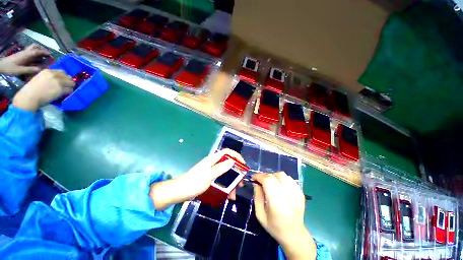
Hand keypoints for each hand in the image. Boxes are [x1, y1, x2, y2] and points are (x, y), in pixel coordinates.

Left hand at [0, 44, 50, 74]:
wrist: (1, 65)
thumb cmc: (10, 68)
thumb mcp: (20, 70)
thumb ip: (29, 69)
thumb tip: (40, 69)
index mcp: (26, 55)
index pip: (37, 51)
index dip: (44, 52)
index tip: (51, 54)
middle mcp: (25, 52)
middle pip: (35, 46)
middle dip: (42, 48)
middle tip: (47, 53)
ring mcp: (23, 53)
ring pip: (33, 47)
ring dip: (39, 49)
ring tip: (43, 54)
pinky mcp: (22, 55)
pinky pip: (30, 51)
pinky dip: (35, 52)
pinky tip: (36, 57)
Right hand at [12, 69, 74, 111]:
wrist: (30, 96)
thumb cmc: (32, 89)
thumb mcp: (40, 78)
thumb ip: (48, 77)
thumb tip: (57, 79)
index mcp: (48, 71)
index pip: (62, 72)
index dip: (64, 77)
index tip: (63, 81)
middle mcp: (54, 75)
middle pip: (68, 77)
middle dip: (68, 81)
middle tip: (66, 86)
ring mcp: (58, 82)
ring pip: (71, 83)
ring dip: (70, 86)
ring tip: (66, 90)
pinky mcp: (61, 89)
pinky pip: (70, 90)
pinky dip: (69, 92)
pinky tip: (66, 94)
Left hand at [149, 149, 244, 209]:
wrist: (179, 192)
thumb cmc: (193, 183)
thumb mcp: (208, 175)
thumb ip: (220, 168)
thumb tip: (233, 161)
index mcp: (213, 160)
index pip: (227, 152)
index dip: (236, 155)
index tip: (243, 165)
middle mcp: (213, 164)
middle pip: (228, 164)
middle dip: (236, 172)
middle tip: (240, 183)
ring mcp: (212, 172)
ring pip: (226, 174)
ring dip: (231, 182)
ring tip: (234, 194)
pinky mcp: (210, 179)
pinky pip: (221, 181)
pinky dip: (226, 187)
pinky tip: (228, 196)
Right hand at [253, 172, 316, 259]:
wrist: (294, 235)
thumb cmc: (274, 227)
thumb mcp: (260, 215)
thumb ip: (257, 197)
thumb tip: (256, 183)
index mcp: (276, 203)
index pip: (267, 181)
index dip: (259, 176)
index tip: (253, 178)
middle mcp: (287, 195)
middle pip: (274, 176)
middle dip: (264, 176)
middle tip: (260, 181)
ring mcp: (296, 193)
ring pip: (282, 175)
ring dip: (273, 176)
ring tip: (270, 184)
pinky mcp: (300, 192)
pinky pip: (289, 178)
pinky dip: (282, 179)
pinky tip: (279, 186)